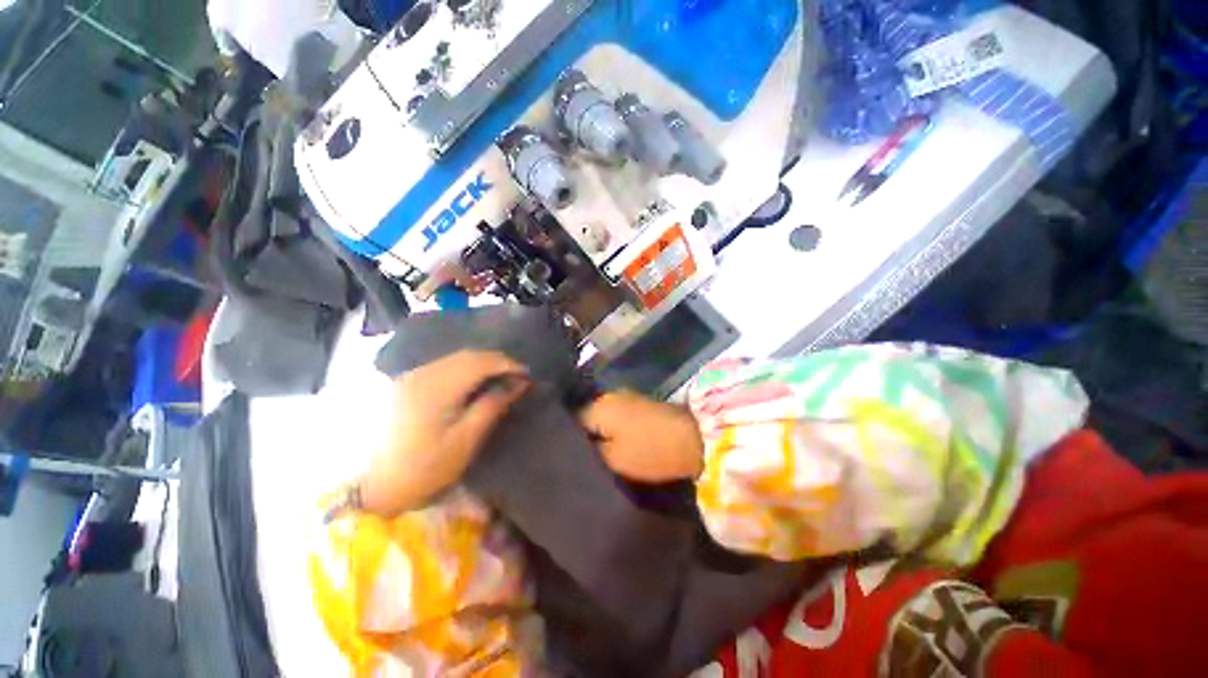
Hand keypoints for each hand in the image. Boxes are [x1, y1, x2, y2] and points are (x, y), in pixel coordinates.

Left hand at [358, 351, 530, 516]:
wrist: (373, 487)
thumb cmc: (425, 469)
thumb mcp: (466, 440)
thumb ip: (493, 406)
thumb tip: (519, 383)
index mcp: (437, 389)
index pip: (480, 362)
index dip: (508, 364)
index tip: (527, 375)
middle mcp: (422, 374)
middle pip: (468, 355)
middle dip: (497, 361)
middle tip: (517, 376)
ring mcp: (412, 376)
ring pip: (456, 358)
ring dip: (482, 363)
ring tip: (500, 378)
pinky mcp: (407, 383)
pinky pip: (444, 365)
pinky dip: (466, 368)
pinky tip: (474, 382)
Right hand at [579, 391, 704, 482]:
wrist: (693, 437)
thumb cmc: (650, 450)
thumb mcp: (614, 459)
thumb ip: (591, 451)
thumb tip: (577, 445)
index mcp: (599, 406)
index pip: (572, 421)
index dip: (569, 440)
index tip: (568, 458)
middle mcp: (609, 396)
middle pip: (588, 417)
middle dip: (585, 435)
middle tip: (582, 458)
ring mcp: (627, 398)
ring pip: (603, 417)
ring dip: (601, 432)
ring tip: (597, 453)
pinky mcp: (641, 404)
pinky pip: (618, 416)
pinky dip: (614, 429)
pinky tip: (614, 442)